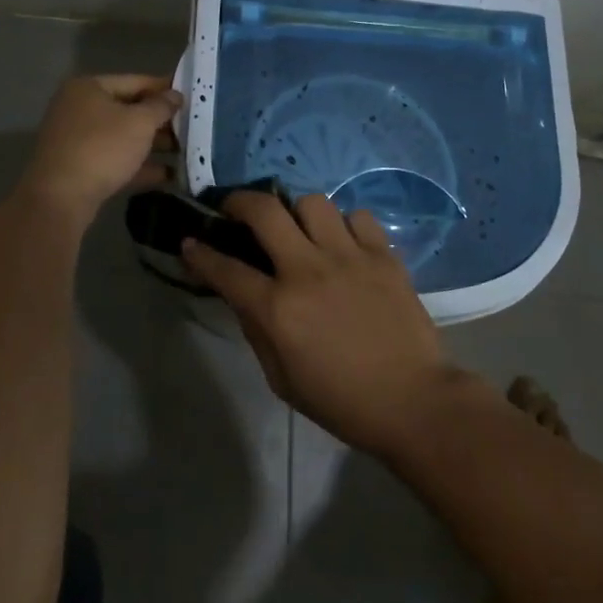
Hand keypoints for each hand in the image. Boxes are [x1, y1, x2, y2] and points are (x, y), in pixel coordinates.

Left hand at [20, 74, 180, 221]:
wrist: (60, 198)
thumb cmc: (102, 148)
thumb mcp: (139, 123)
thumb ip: (161, 106)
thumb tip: (175, 95)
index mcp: (89, 88)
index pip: (135, 81)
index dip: (164, 88)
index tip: (190, 97)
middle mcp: (79, 108)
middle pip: (128, 109)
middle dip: (160, 121)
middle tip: (191, 127)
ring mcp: (76, 139)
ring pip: (123, 137)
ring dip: (153, 145)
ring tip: (185, 152)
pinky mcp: (79, 168)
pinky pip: (115, 160)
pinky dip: (139, 165)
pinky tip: (169, 175)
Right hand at [182, 192, 471, 456]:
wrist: (412, 400)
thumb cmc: (341, 400)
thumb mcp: (281, 379)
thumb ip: (257, 330)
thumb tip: (244, 294)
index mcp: (279, 308)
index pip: (226, 269)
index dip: (201, 253)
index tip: (190, 241)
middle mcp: (308, 270)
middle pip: (265, 211)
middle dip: (240, 202)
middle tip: (237, 210)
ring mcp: (349, 257)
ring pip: (313, 202)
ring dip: (298, 213)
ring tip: (301, 230)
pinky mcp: (384, 254)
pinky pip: (358, 217)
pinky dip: (346, 226)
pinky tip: (345, 245)